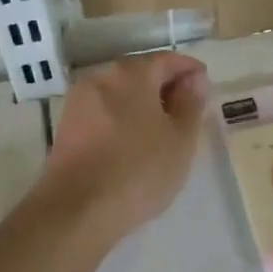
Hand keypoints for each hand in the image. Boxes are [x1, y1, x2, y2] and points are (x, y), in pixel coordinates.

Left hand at [39, 52, 208, 241]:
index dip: (190, 71)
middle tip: (188, 111)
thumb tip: (195, 79)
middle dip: (166, 87)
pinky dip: (123, 119)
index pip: (168, 60)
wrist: (76, 212)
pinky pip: (104, 112)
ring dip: (143, 105)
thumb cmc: (139, 170)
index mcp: (132, 73)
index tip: (205, 87)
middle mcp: (101, 77)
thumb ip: (191, 103)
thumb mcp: (181, 138)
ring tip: (164, 131)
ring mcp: (79, 102)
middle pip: (141, 73)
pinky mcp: (67, 128)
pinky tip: (135, 144)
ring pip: (121, 94)